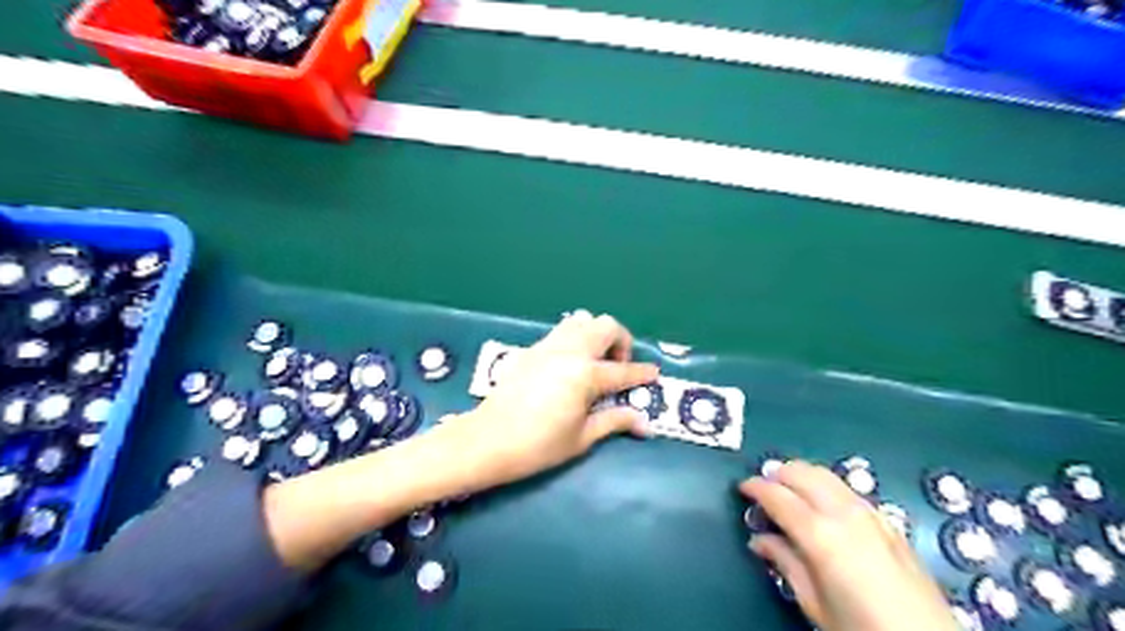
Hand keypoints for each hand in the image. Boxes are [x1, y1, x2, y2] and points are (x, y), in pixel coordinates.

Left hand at [433, 310, 660, 492]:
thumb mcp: (581, 438)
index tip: (653, 374)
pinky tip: (568, 367)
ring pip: (580, 320)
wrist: (487, 441)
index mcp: (585, 374)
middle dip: (621, 342)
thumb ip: (614, 421)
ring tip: (593, 362)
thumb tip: (644, 423)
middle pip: (605, 325)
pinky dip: (574, 340)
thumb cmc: (538, 446)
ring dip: (595, 335)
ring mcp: (547, 346)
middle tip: (617, 368)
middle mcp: (569, 351)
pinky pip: (560, 332)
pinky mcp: (530, 350)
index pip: (623, 371)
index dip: (642, 373)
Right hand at [740, 458, 956, 629]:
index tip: (742, 488)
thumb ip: (785, 562)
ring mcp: (869, 513)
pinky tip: (821, 505)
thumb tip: (760, 539)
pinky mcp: (887, 521)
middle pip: (801, 473)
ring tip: (788, 491)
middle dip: (777, 474)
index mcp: (820, 534)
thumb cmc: (860, 629)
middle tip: (763, 489)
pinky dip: (825, 486)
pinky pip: (847, 489)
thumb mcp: (814, 603)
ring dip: (801, 475)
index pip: (777, 495)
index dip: (755, 487)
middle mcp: (843, 512)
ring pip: (825, 474)